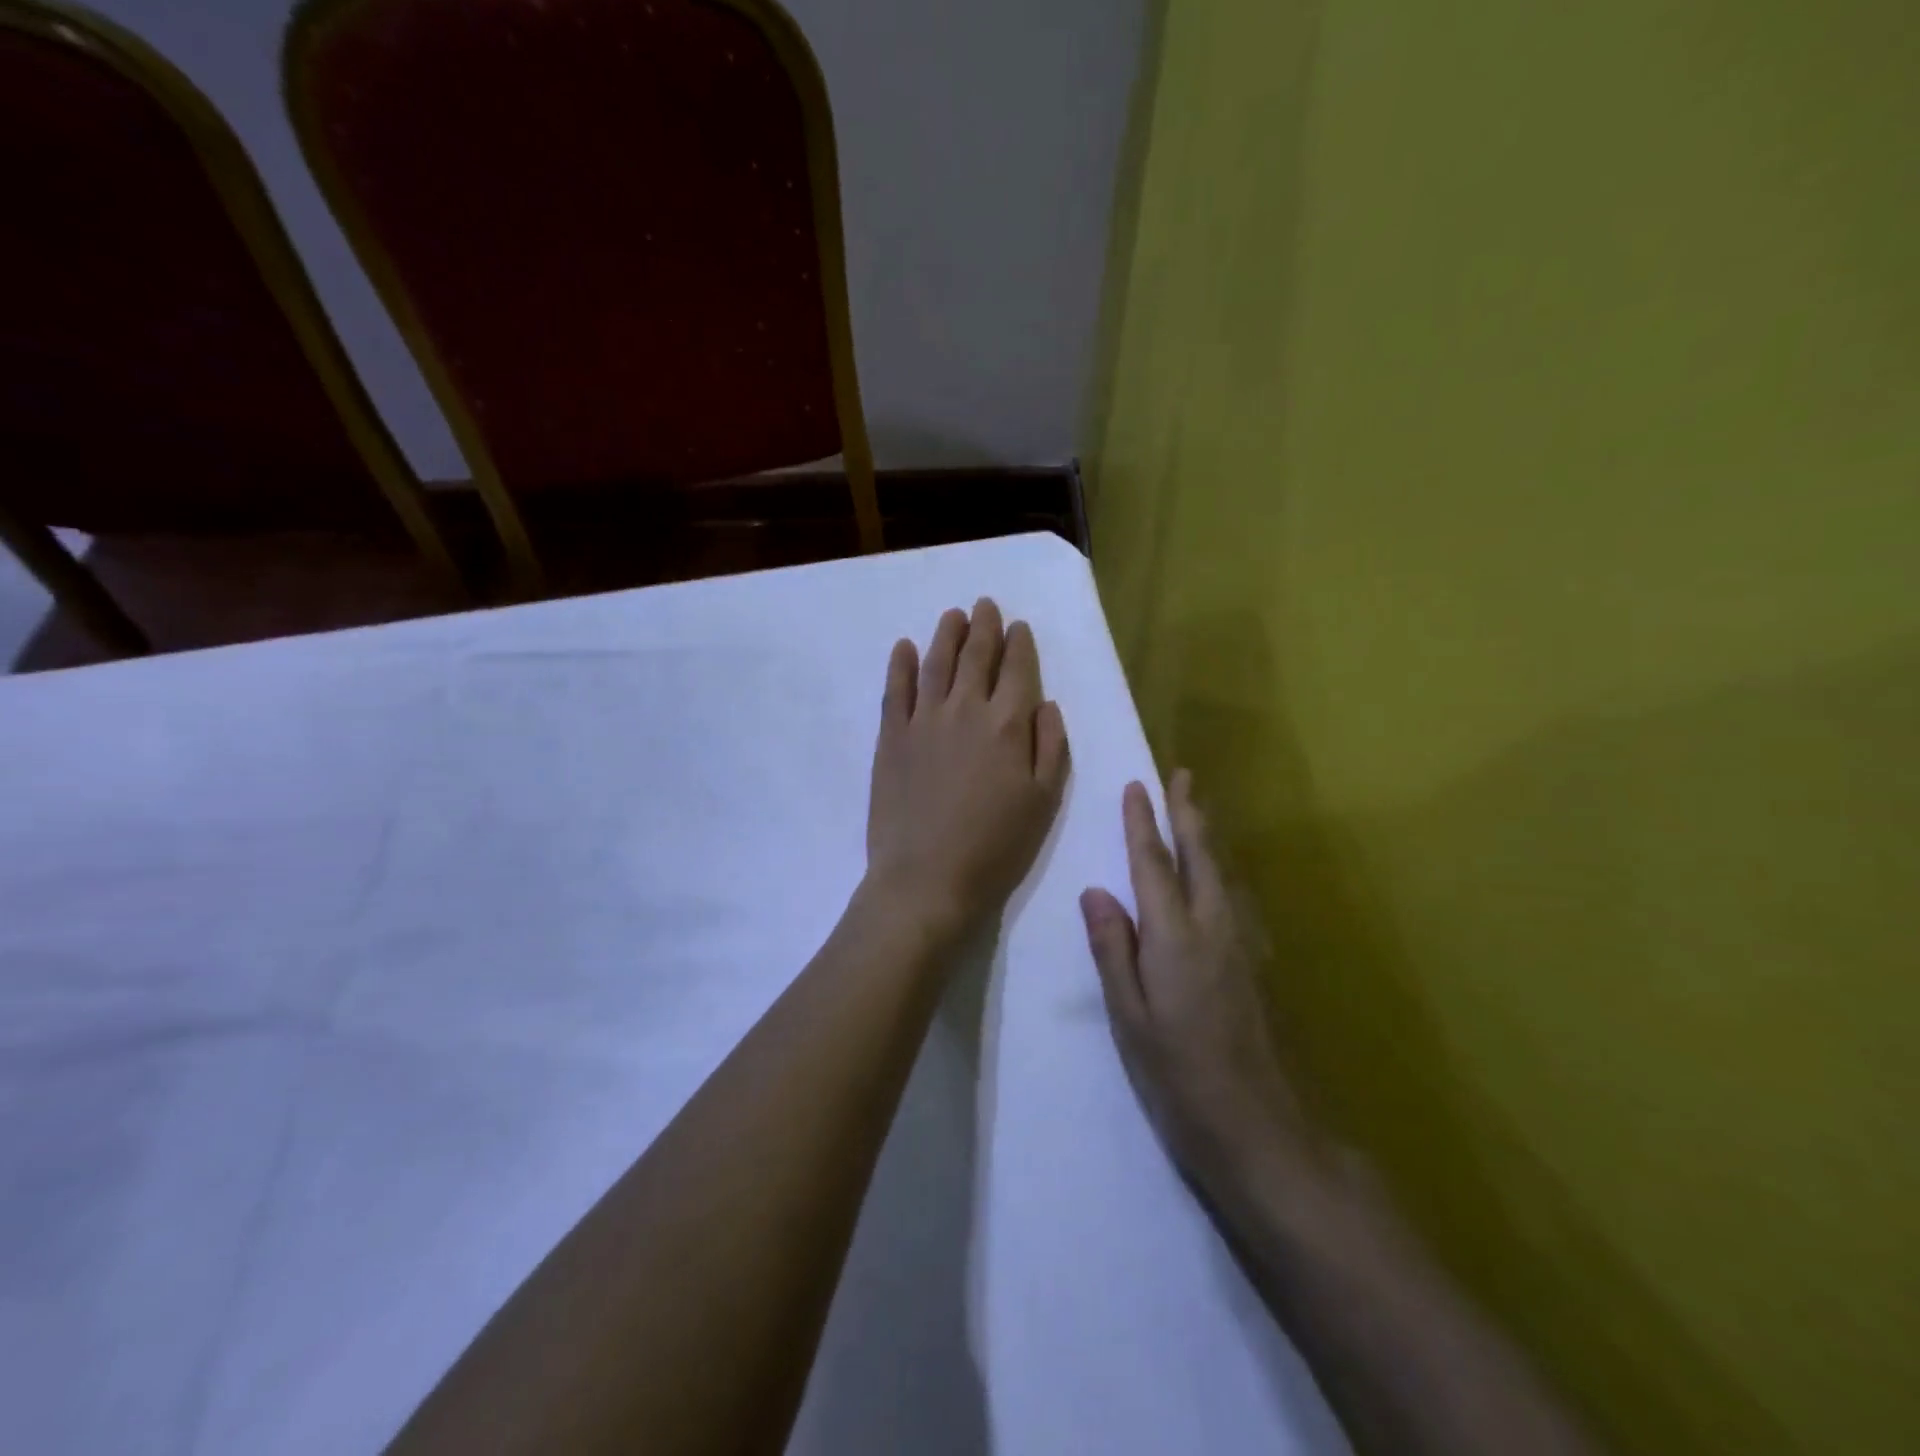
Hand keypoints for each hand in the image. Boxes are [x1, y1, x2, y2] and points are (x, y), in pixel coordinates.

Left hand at [866, 599, 1069, 942]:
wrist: (927, 878)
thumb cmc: (996, 847)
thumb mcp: (1043, 802)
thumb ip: (1050, 747)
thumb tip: (1046, 704)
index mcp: (1008, 725)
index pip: (1017, 670)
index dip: (1019, 644)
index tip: (1019, 626)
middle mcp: (966, 710)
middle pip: (976, 657)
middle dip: (984, 628)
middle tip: (985, 606)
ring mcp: (923, 720)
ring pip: (936, 663)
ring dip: (946, 635)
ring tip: (953, 615)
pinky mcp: (891, 737)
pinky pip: (896, 690)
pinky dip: (901, 664)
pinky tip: (904, 647)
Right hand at [1081, 771, 1310, 1191]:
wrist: (1261, 1128)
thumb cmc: (1179, 1075)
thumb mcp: (1129, 1017)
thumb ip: (1113, 950)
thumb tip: (1095, 891)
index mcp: (1176, 937)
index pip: (1154, 865)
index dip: (1143, 824)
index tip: (1137, 786)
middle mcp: (1215, 928)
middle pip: (1200, 857)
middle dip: (1188, 813)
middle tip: (1182, 776)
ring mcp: (1243, 945)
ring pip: (1222, 873)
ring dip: (1207, 836)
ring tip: (1197, 811)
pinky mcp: (1256, 965)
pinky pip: (1234, 897)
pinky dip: (1219, 869)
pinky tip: (1217, 876)